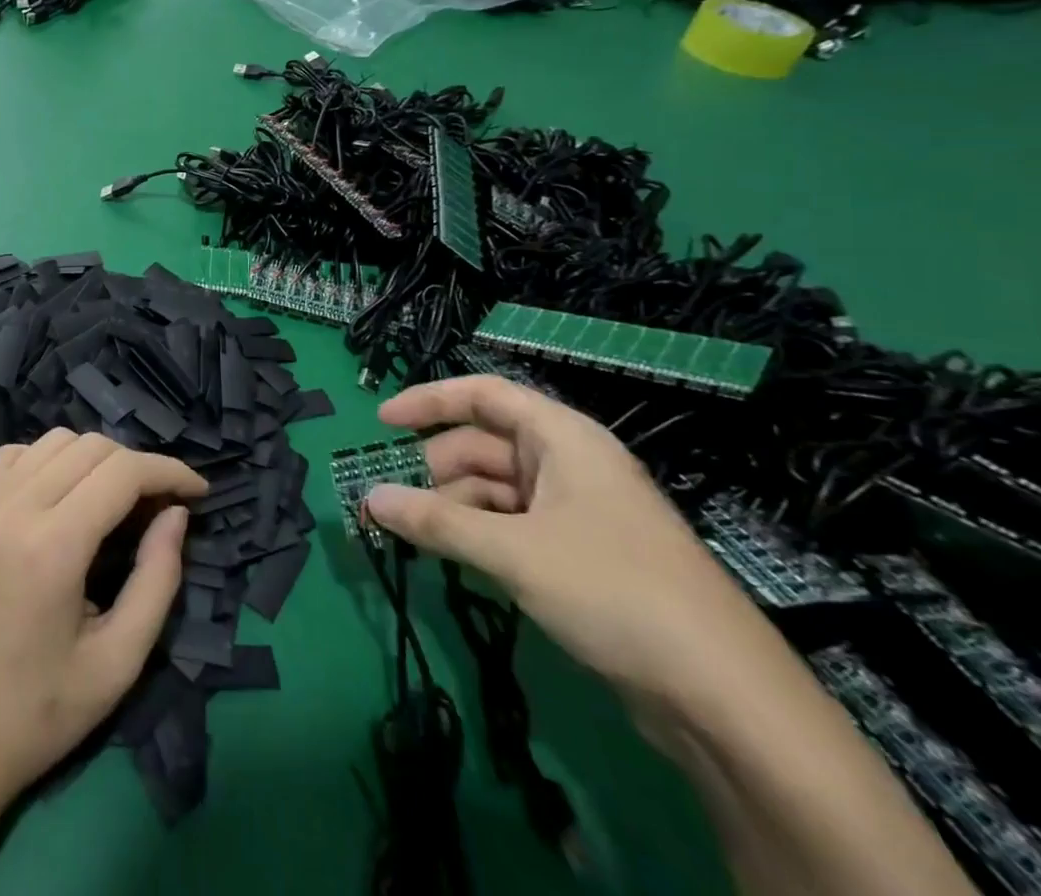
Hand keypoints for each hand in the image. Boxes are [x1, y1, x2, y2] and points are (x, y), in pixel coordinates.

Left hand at [0, 429, 205, 814]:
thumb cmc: (37, 715)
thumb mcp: (117, 663)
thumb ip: (157, 580)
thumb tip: (176, 514)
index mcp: (52, 548)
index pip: (122, 472)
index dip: (169, 471)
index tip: (199, 491)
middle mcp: (13, 509)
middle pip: (91, 448)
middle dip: (138, 466)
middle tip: (160, 506)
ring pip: (54, 441)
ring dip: (95, 458)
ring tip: (116, 501)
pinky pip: (15, 455)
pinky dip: (50, 459)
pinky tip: (62, 496)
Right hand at [367, 376, 776, 710]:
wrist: (727, 700)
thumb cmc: (614, 591)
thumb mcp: (512, 551)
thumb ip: (435, 521)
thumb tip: (368, 499)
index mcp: (563, 438)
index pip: (484, 395)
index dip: (429, 401)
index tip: (381, 422)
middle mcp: (571, 464)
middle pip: (485, 444)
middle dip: (436, 469)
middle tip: (395, 502)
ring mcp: (580, 511)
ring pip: (497, 489)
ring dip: (455, 506)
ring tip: (421, 538)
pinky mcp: (584, 556)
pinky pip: (515, 525)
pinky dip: (481, 534)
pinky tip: (458, 560)